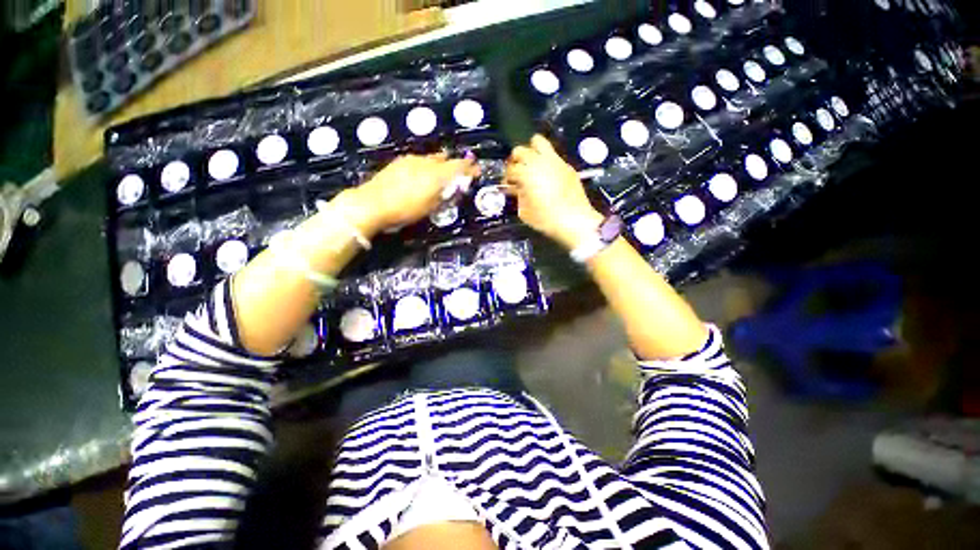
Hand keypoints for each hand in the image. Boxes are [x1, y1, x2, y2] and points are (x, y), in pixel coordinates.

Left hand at [340, 153, 479, 234]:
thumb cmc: (405, 210)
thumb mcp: (430, 207)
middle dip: (456, 163)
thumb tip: (453, 188)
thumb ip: (444, 195)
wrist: (372, 204)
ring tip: (446, 166)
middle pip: (446, 159)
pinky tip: (425, 169)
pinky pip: (419, 159)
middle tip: (463, 167)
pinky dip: (427, 163)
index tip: (476, 169)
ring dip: (442, 162)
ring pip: (432, 158)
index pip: (458, 167)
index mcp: (436, 175)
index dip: (469, 168)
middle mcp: (425, 163)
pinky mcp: (399, 162)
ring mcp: (411, 160)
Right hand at [505, 135, 602, 249]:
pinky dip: (546, 161)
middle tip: (517, 173)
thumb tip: (517, 189)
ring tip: (531, 166)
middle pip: (520, 150)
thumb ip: (518, 196)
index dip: (507, 178)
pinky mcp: (566, 165)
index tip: (508, 186)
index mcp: (526, 173)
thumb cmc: (546, 219)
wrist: (574, 220)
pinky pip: (553, 155)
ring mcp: (554, 161)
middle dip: (515, 161)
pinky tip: (547, 175)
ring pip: (538, 142)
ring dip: (531, 152)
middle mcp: (539, 162)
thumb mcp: (524, 212)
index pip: (510, 169)